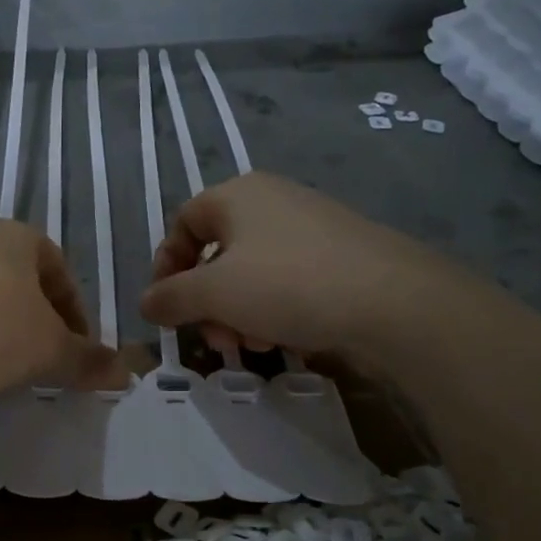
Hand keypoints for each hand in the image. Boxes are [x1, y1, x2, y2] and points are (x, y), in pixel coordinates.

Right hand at [139, 172, 463, 358]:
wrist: (394, 302)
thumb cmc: (287, 285)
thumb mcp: (213, 294)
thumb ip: (170, 298)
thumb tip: (146, 303)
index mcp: (237, 195)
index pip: (182, 223)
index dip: (166, 266)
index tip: (166, 308)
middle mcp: (273, 201)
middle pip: (217, 253)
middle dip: (206, 302)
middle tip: (215, 338)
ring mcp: (310, 227)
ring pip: (251, 273)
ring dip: (237, 313)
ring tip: (252, 346)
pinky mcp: (339, 255)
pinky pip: (287, 281)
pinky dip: (272, 311)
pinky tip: (282, 340)